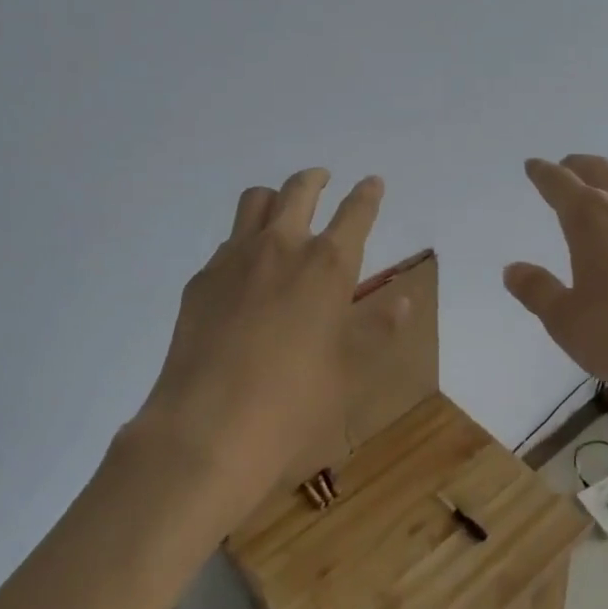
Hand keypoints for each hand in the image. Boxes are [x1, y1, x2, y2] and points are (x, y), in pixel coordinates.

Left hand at [122, 167, 402, 531]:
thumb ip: (378, 327)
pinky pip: (228, 242)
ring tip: (282, 212)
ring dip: (275, 197)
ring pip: (255, 201)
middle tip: (324, 180)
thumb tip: (406, 299)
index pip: (355, 213)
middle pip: (299, 190)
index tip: (373, 182)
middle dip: (316, 179)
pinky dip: (245, 240)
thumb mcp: (350, 369)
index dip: (367, 194)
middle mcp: (281, 247)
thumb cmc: (294, 402)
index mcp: (327, 266)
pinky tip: (246, 271)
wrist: (207, 428)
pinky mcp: (202, 279)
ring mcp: (235, 259)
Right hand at [503, 155, 607, 430]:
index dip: (542, 173)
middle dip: (577, 167)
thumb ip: (537, 290)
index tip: (533, 166)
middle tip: (564, 169)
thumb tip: (513, 269)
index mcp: (590, 217)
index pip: (559, 182)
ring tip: (603, 192)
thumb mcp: (566, 321)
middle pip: (600, 170)